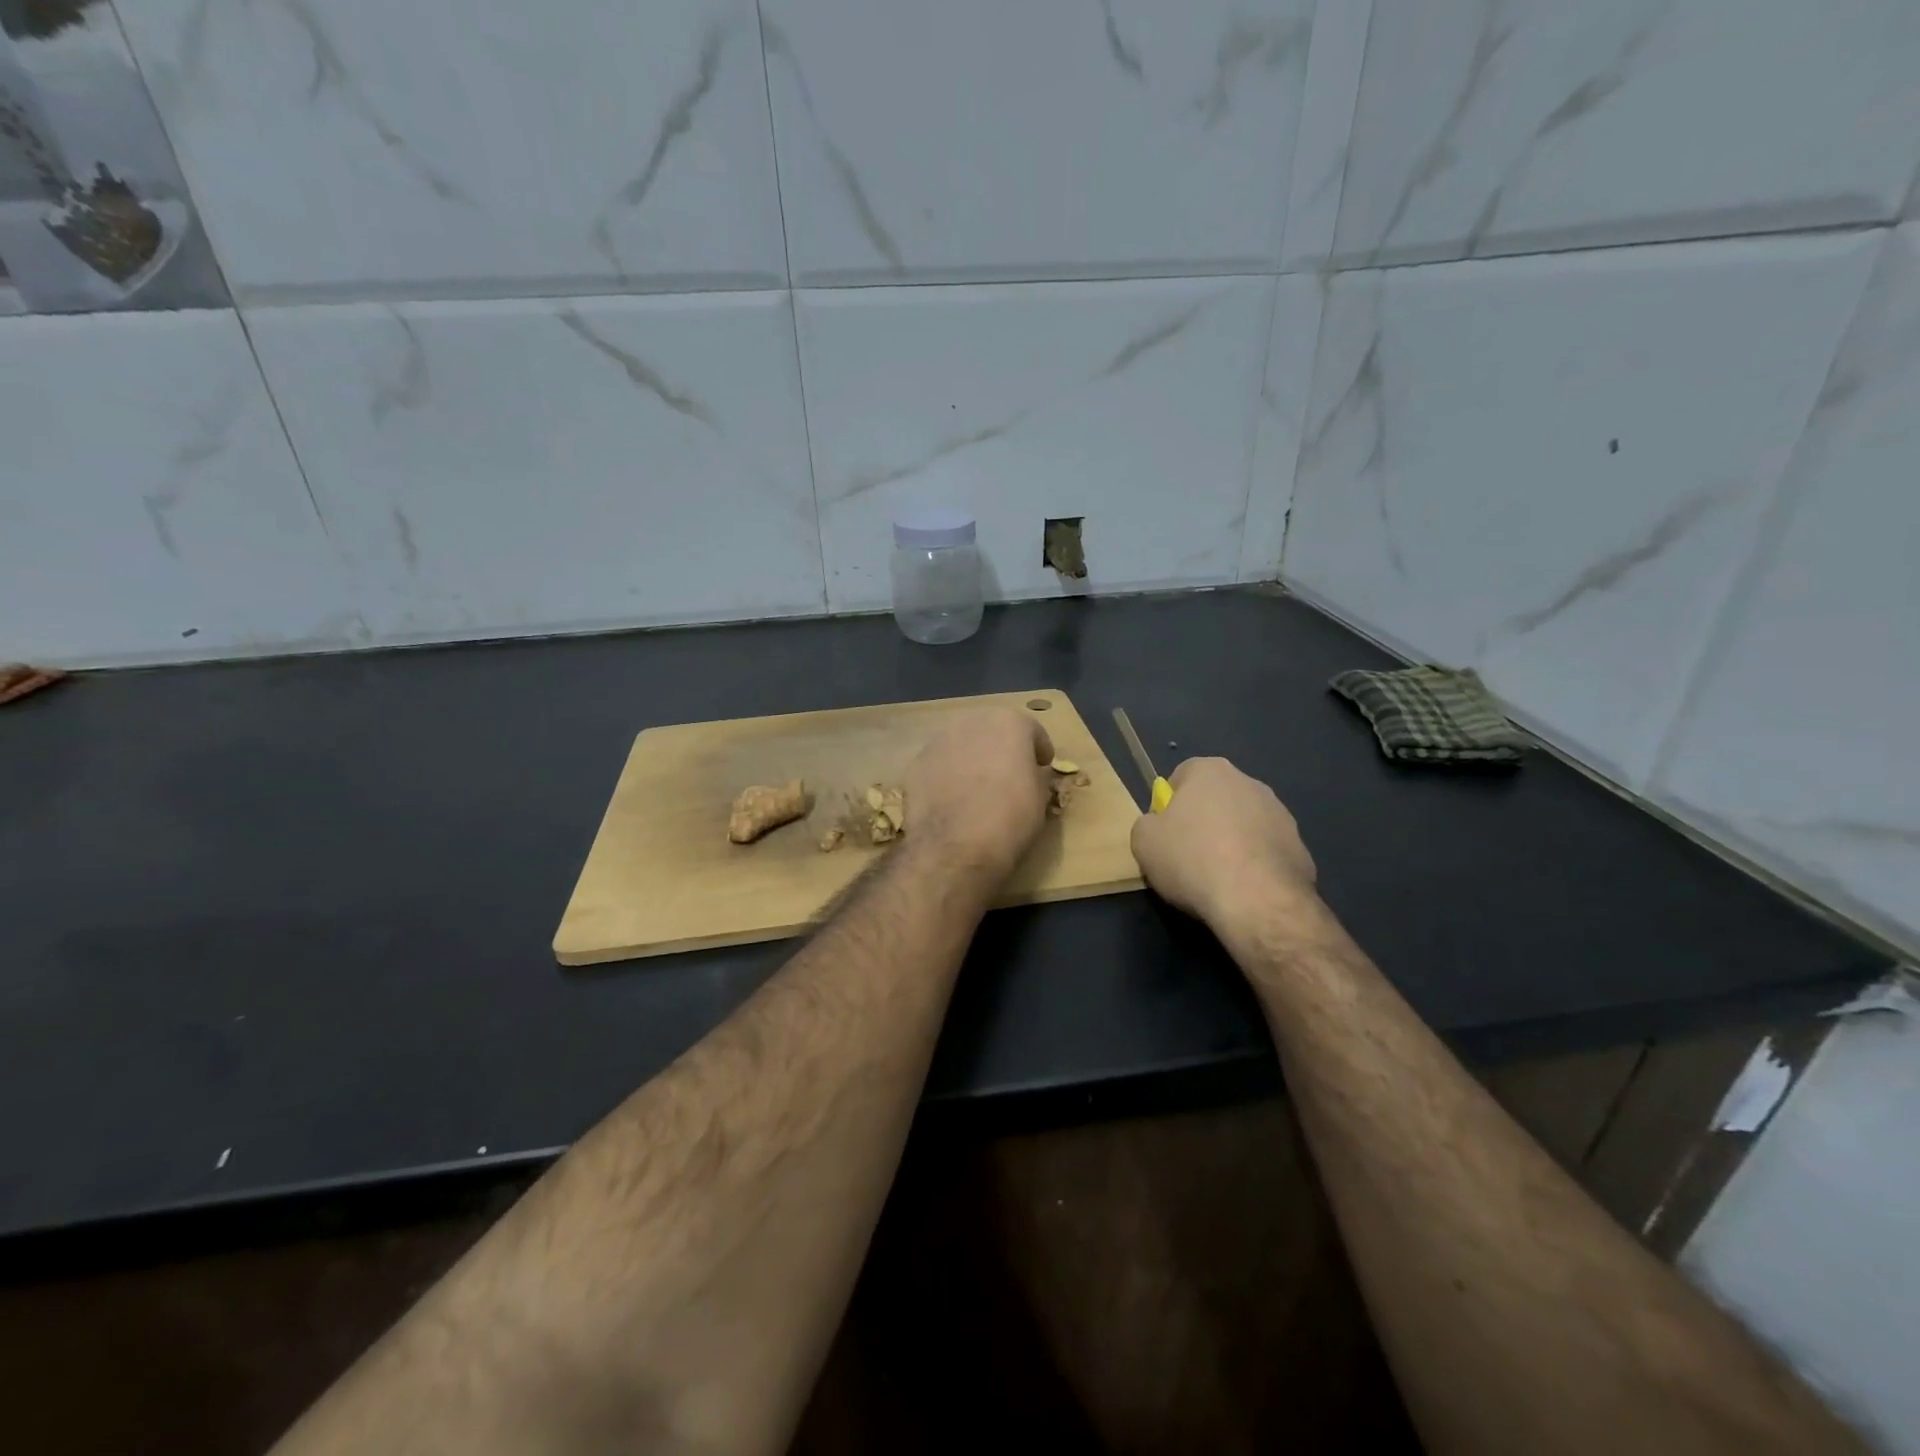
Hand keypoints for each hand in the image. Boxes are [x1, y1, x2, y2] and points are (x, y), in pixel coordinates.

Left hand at [902, 707, 1054, 879]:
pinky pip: (941, 764)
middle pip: (993, 730)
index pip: (1031, 730)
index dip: (1039, 750)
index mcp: (1008, 722)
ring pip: (962, 744)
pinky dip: (948, 775)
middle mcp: (971, 721)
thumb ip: (1035, 776)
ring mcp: (938, 741)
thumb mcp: (1040, 798)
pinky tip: (952, 799)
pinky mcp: (916, 763)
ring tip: (977, 787)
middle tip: (1009, 773)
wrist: (954, 846)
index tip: (1042, 765)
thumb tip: (1029, 774)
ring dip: (972, 758)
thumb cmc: (1009, 818)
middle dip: (1002, 748)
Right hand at [1130, 757, 1319, 945]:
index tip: (1165, 834)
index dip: (1169, 805)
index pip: (1181, 776)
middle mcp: (1249, 783)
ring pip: (1243, 824)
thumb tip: (1160, 827)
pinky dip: (1254, 865)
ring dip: (1231, 843)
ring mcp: (1281, 814)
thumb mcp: (1143, 841)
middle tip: (1187, 856)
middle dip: (1203, 822)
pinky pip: (1266, 851)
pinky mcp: (1300, 846)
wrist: (1257, 901)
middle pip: (1215, 799)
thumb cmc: (1192, 859)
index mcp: (1210, 771)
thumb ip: (1148, 824)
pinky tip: (1244, 890)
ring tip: (1217, 878)